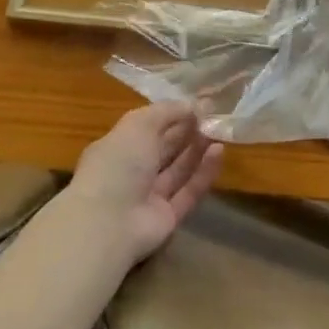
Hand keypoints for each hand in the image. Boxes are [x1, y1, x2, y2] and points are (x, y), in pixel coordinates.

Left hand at [63, 103, 224, 266]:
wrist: (109, 223)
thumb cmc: (118, 163)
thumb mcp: (139, 124)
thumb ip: (166, 111)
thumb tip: (191, 105)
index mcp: (117, 147)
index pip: (147, 128)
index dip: (172, 115)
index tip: (197, 104)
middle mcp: (132, 172)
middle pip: (165, 149)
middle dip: (187, 131)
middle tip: (213, 116)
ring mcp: (149, 197)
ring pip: (178, 170)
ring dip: (198, 149)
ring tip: (219, 130)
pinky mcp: (167, 218)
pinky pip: (188, 192)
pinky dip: (203, 173)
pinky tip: (219, 152)